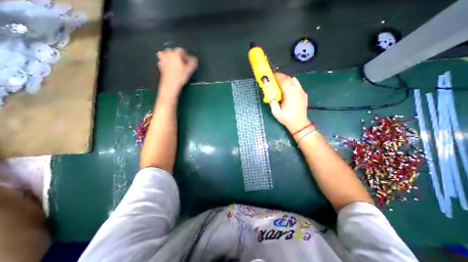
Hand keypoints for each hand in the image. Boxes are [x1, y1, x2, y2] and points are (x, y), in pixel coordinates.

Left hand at [155, 47, 195, 99]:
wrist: (170, 85)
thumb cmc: (180, 77)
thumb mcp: (189, 70)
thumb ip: (193, 63)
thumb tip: (194, 59)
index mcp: (176, 53)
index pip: (182, 51)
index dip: (186, 56)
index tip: (188, 61)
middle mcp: (168, 53)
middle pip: (174, 51)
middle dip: (178, 56)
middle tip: (182, 64)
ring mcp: (162, 58)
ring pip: (167, 54)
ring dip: (171, 57)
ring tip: (175, 64)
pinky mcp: (159, 64)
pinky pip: (163, 60)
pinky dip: (166, 62)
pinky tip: (170, 68)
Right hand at [269, 71, 311, 131]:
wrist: (299, 123)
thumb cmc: (287, 118)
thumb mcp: (276, 113)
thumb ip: (272, 103)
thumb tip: (270, 95)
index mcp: (289, 95)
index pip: (284, 81)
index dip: (278, 77)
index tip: (272, 75)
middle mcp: (296, 91)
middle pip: (289, 79)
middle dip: (281, 76)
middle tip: (274, 78)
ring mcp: (301, 92)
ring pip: (294, 80)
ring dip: (287, 79)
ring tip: (281, 82)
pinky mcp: (303, 94)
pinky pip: (298, 84)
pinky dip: (292, 83)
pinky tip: (288, 88)